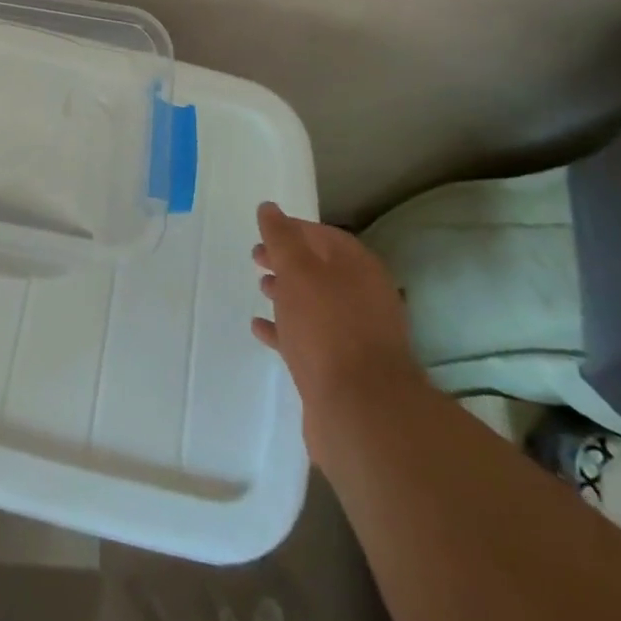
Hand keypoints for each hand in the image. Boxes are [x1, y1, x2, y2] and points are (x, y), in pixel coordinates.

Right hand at [252, 201, 421, 464]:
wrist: (360, 412)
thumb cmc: (327, 327)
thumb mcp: (298, 271)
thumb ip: (281, 237)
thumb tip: (269, 208)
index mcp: (360, 268)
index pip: (323, 236)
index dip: (292, 229)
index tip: (263, 231)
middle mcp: (364, 297)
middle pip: (320, 269)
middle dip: (288, 261)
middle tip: (256, 258)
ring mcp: (356, 336)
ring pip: (316, 304)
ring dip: (287, 294)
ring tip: (260, 288)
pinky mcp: (343, 369)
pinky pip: (310, 338)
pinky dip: (286, 330)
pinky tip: (260, 328)